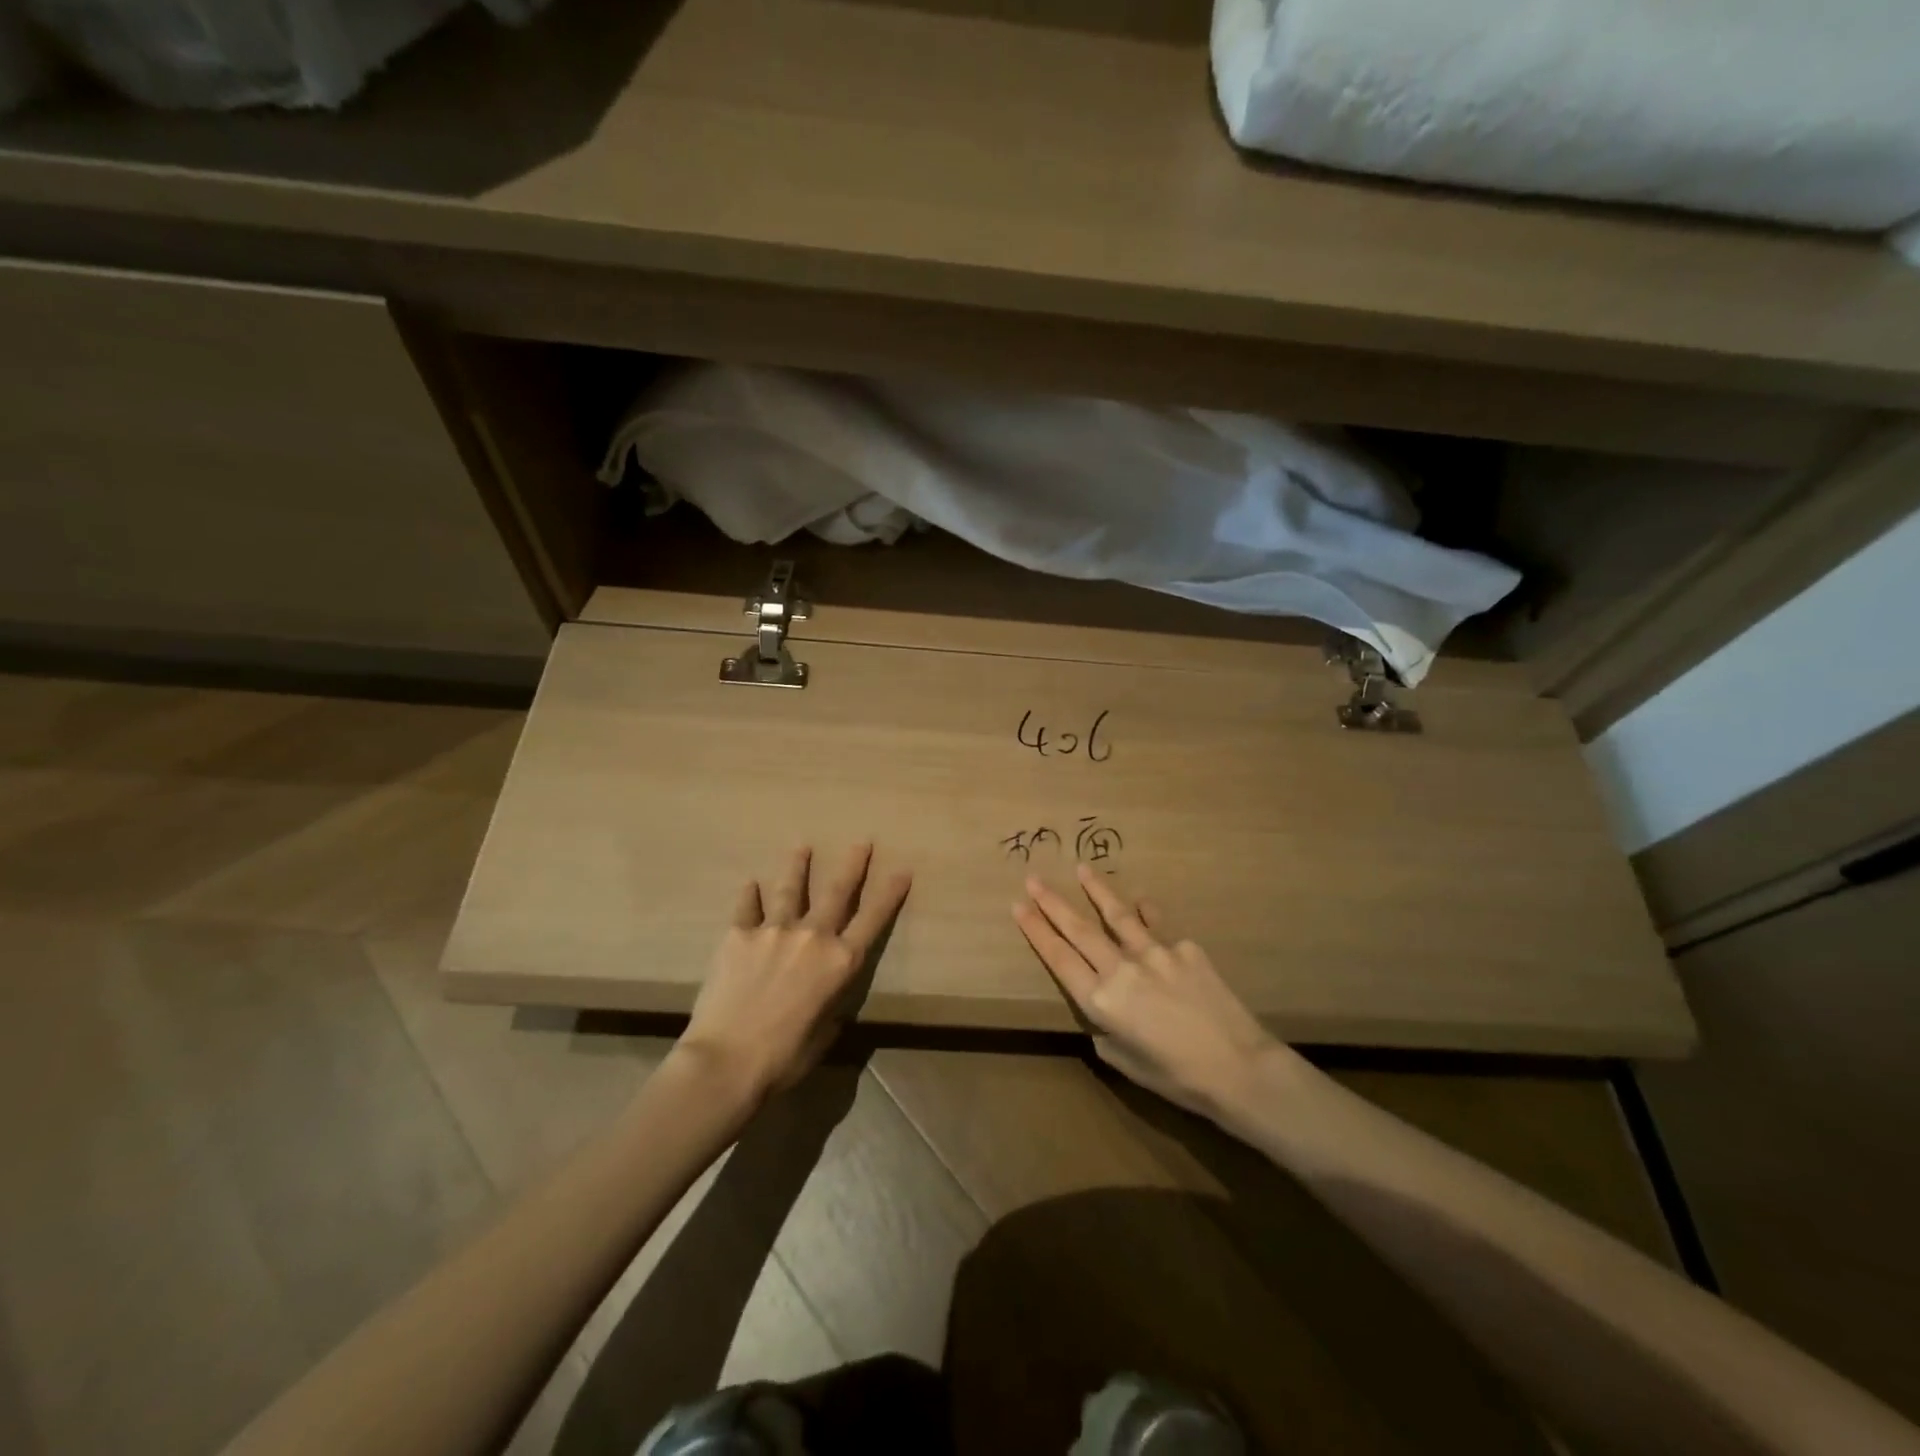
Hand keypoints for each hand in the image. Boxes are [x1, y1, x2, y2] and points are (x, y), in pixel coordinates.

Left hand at [678, 844, 911, 1106]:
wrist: (726, 1061)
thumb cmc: (784, 1058)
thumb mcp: (824, 1033)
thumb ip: (830, 1003)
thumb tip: (823, 994)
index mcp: (840, 963)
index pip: (873, 919)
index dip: (890, 893)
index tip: (902, 869)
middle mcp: (813, 936)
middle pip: (837, 891)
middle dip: (853, 864)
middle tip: (861, 842)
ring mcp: (774, 930)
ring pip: (791, 888)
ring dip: (798, 866)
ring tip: (802, 847)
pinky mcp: (739, 934)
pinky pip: (747, 907)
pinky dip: (750, 895)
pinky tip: (751, 883)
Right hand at [1013, 865, 1288, 1119]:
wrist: (1239, 1067)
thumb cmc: (1177, 1077)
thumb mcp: (1125, 1062)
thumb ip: (1105, 1030)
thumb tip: (1105, 1009)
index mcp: (1101, 1001)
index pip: (1059, 957)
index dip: (1036, 930)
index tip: (1018, 906)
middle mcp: (1121, 968)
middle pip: (1079, 929)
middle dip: (1052, 902)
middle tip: (1033, 879)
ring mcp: (1155, 952)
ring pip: (1117, 914)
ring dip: (1097, 889)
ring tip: (1082, 868)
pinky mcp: (1185, 947)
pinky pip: (1158, 926)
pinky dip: (1146, 914)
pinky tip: (1141, 903)